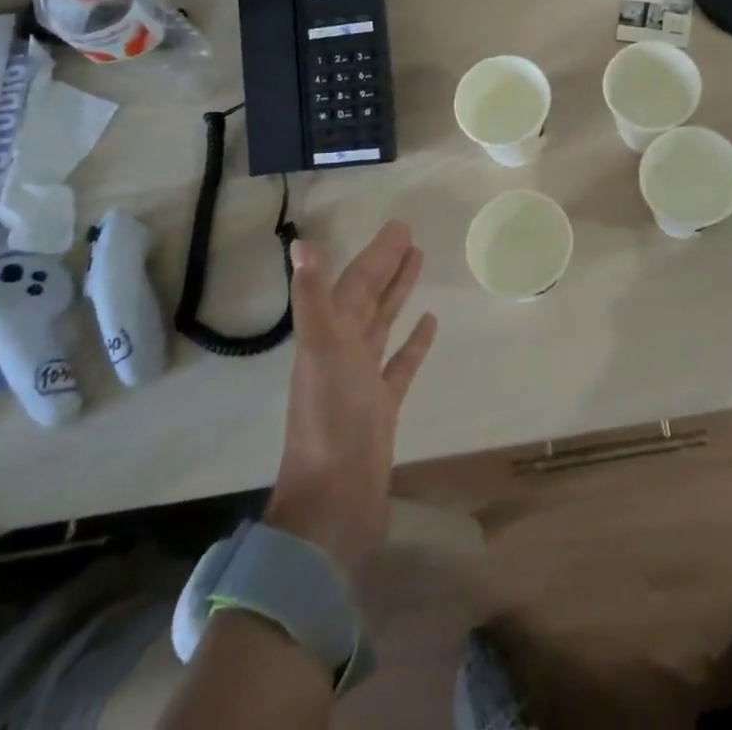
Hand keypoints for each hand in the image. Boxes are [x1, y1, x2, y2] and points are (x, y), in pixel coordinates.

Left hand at [263, 221, 437, 579]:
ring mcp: (363, 380)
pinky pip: (400, 364)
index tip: (400, 227)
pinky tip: (430, 323)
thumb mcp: (322, 352)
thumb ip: (314, 298)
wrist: (334, 504)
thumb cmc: (331, 422)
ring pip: (383, 325)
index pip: (355, 283)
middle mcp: (343, 352)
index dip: (376, 255)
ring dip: (399, 294)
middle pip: (367, 298)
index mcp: (329, 337)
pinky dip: (414, 342)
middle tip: (411, 235)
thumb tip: (301, 244)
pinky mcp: (382, 406)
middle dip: (387, 266)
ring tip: (420, 262)